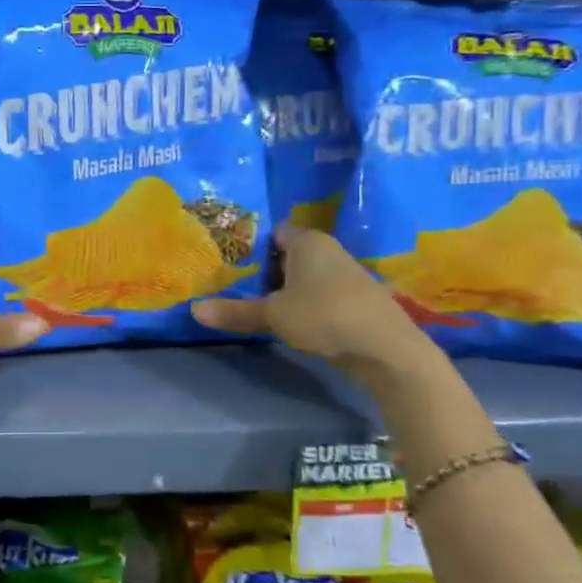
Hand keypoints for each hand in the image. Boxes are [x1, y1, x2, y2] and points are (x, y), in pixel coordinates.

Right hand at [193, 226, 432, 373]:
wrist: (387, 350)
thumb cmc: (325, 316)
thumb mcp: (273, 315)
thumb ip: (236, 311)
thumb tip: (194, 310)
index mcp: (308, 242)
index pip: (274, 232)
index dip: (252, 245)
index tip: (230, 261)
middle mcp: (329, 250)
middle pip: (289, 254)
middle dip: (266, 269)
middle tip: (236, 284)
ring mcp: (347, 275)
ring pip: (306, 276)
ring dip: (286, 289)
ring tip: (259, 304)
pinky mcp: (358, 300)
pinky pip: (321, 294)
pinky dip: (306, 303)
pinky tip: (293, 321)